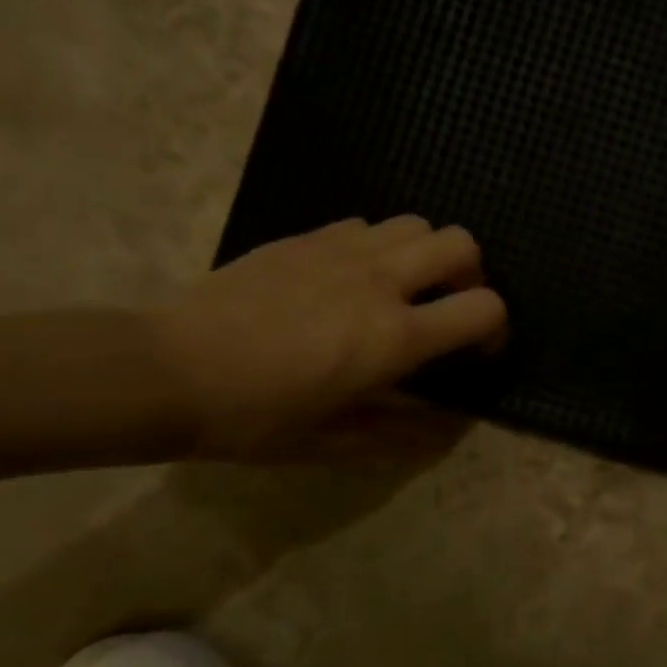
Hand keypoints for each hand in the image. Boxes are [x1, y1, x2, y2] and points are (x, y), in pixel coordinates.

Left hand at [148, 216, 506, 460]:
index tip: (478, 352)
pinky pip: (366, 225)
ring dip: (426, 255)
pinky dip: (379, 246)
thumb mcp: (331, 442)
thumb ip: (398, 433)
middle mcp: (379, 281)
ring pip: (416, 224)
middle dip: (472, 274)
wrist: (170, 371)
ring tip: (403, 289)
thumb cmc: (255, 417)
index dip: (496, 329)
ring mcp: (340, 251)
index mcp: (394, 337)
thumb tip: (443, 431)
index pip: (483, 308)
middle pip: (461, 244)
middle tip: (447, 308)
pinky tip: (351, 279)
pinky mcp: (305, 237)